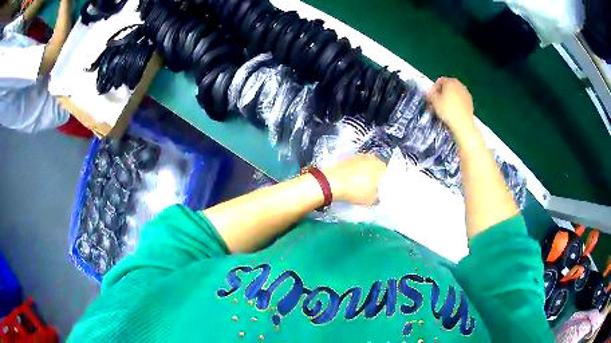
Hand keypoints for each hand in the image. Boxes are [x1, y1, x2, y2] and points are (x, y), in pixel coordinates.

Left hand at [323, 154, 385, 205]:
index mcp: (380, 166)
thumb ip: (378, 196)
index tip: (381, 189)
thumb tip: (377, 195)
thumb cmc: (355, 191)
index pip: (388, 173)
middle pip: (377, 167)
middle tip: (372, 187)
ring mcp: (359, 156)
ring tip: (361, 184)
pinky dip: (355, 171)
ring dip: (365, 172)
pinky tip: (352, 180)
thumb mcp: (371, 199)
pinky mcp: (347, 158)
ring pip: (366, 165)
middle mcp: (371, 158)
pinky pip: (356, 165)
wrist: (332, 182)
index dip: (385, 182)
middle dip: (376, 176)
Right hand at [427, 77, 476, 136]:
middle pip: (448, 86)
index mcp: (450, 81)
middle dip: (442, 92)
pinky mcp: (470, 102)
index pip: (440, 80)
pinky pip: (460, 99)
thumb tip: (429, 92)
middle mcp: (460, 84)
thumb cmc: (448, 111)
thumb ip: (430, 94)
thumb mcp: (434, 102)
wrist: (463, 124)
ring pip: (455, 93)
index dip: (434, 88)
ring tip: (445, 107)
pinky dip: (456, 103)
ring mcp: (466, 93)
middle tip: (437, 102)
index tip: (431, 96)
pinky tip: (453, 111)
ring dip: (449, 98)